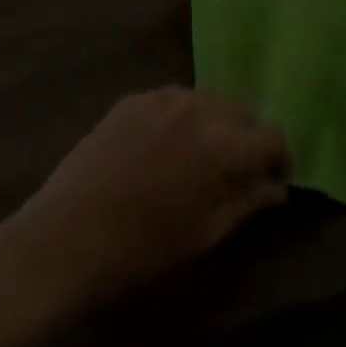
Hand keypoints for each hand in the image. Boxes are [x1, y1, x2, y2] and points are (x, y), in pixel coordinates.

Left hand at [0, 87, 290, 317]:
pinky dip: (183, 117)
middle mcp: (200, 108)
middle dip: (249, 138)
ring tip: (201, 156)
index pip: (273, 136)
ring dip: (216, 123)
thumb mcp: (205, 235)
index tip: (273, 180)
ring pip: (209, 100)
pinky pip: (174, 99)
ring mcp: (163, 97)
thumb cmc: (141, 249)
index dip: (280, 158)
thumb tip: (277, 189)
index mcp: (224, 145)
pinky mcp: (133, 99)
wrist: (64, 240)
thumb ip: (248, 203)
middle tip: (238, 171)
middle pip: (244, 111)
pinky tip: (165, 147)